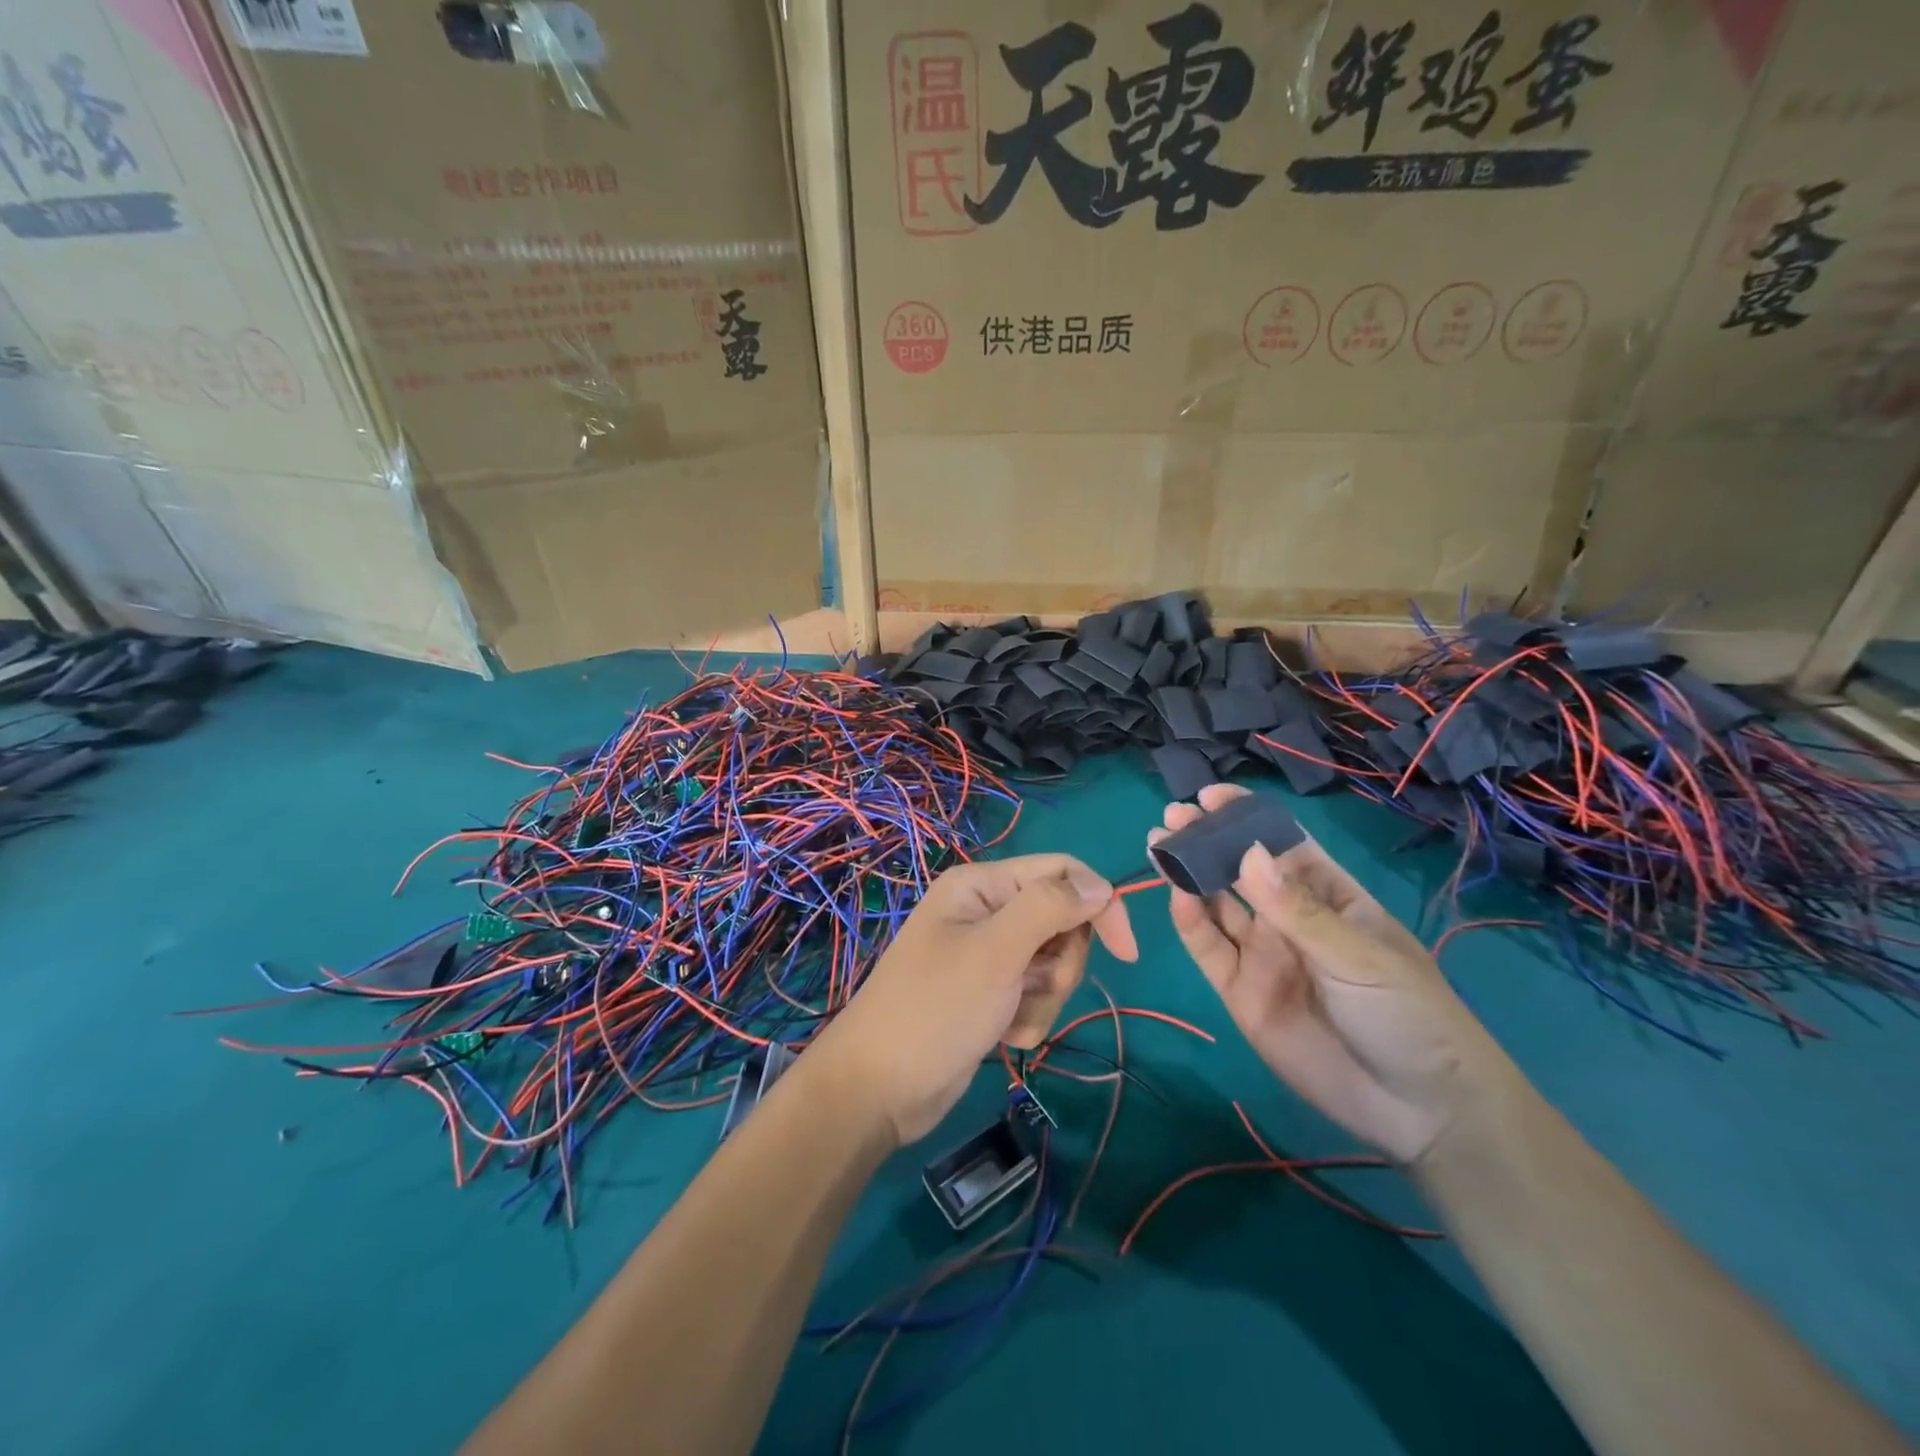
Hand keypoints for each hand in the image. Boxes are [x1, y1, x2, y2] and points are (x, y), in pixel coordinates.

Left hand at [812, 855, 1138, 1145]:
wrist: (880, 1088)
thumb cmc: (936, 1008)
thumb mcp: (996, 952)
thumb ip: (1049, 908)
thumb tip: (1101, 883)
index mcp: (983, 884)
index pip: (1062, 872)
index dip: (1100, 904)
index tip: (1127, 953)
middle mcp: (987, 912)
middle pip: (1063, 921)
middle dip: (1060, 963)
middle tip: (1030, 986)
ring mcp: (989, 955)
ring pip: (1054, 964)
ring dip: (1043, 998)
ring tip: (1008, 1018)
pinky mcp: (991, 994)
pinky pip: (1035, 996)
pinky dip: (1028, 1019)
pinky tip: (999, 1036)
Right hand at [1151, 785, 1516, 1163]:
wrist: (1417, 1110)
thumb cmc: (1406, 1015)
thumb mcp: (1359, 956)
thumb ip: (1297, 911)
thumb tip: (1246, 854)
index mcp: (1329, 896)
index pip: (1281, 844)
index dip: (1246, 818)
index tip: (1210, 796)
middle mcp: (1288, 918)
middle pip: (1239, 870)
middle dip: (1207, 841)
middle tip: (1172, 817)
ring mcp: (1262, 953)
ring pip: (1216, 903)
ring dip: (1188, 874)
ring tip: (1159, 844)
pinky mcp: (1239, 990)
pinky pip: (1208, 948)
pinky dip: (1189, 921)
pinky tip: (1176, 896)